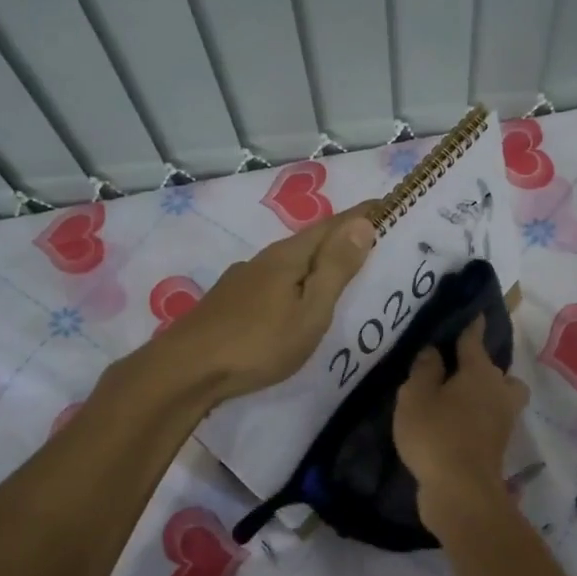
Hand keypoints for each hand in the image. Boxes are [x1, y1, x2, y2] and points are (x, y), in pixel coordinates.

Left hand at [151, 202, 377, 403]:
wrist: (186, 370)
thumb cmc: (258, 343)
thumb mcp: (310, 310)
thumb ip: (335, 268)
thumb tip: (363, 224)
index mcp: (289, 256)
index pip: (334, 225)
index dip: (363, 215)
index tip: (390, 205)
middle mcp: (264, 259)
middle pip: (311, 240)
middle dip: (342, 236)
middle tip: (374, 240)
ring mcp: (243, 280)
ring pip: (290, 262)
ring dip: (318, 260)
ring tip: (340, 271)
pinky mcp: (229, 302)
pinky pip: (275, 281)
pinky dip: (296, 280)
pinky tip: (295, 298)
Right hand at [394, 315, 529, 534]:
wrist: (461, 492)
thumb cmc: (436, 435)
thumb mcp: (416, 397)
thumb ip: (424, 370)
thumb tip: (434, 352)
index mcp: (479, 372)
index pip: (474, 340)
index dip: (472, 326)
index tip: (476, 314)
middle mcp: (498, 390)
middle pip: (495, 370)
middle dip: (480, 366)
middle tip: (456, 369)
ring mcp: (503, 420)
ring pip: (500, 395)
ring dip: (486, 393)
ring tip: (458, 398)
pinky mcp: (498, 445)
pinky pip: (491, 419)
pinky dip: (479, 417)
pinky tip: (456, 422)